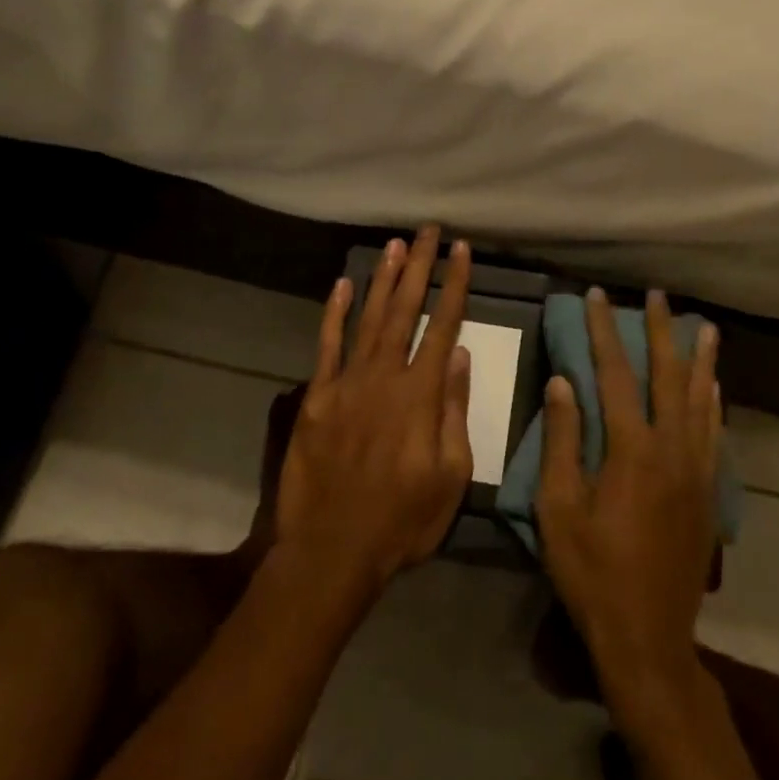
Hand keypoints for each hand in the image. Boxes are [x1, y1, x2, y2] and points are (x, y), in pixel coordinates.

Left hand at [271, 226, 473, 598]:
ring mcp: (347, 383)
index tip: (461, 251)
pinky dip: (335, 313)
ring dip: (383, 279)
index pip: (444, 326)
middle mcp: (385, 376)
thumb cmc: (403, 519)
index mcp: (422, 394)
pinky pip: (327, 345)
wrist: (332, 549)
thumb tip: (460, 357)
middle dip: (420, 266)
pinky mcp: (317, 397)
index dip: (455, 285)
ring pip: (369, 318)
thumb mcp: (451, 475)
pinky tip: (343, 284)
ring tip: (395, 245)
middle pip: (406, 309)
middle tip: (428, 230)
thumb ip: (455, 410)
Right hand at [536, 289, 721, 716]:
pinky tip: (714, 387)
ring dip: (699, 359)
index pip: (616, 374)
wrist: (648, 636)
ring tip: (704, 326)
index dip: (604, 332)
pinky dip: (714, 402)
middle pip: (667, 376)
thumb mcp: (559, 508)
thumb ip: (563, 441)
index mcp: (631, 450)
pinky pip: (714, 434)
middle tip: (657, 295)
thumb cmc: (591, 572)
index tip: (597, 297)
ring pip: (701, 400)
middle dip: (661, 331)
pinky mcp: (708, 493)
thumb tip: (563, 382)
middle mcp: (672, 449)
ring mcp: (696, 471)